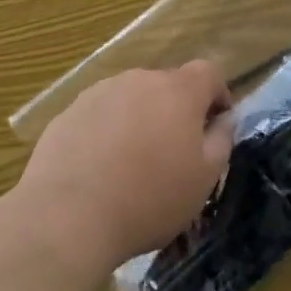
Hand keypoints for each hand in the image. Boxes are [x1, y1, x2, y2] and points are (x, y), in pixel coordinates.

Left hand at [19, 61, 235, 269]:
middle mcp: (140, 79)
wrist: (66, 217)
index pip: (208, 72)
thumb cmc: (148, 199)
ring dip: (139, 120)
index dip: (217, 95)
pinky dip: (106, 133)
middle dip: (175, 111)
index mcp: (178, 90)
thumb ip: (221, 140)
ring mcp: (100, 92)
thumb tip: (224, 119)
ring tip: (131, 165)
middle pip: (167, 85)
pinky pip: (100, 116)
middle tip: (173, 153)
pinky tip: (98, 171)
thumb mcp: (203, 179)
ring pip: (131, 99)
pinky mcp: (69, 112)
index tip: (216, 125)